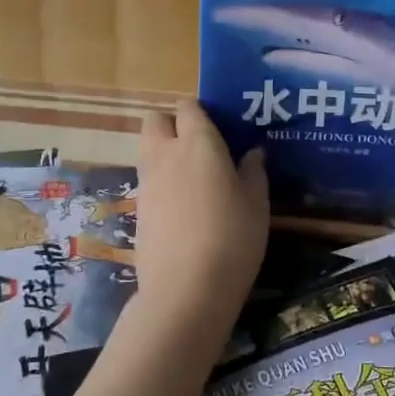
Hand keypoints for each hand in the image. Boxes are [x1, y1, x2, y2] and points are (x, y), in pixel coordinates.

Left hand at [133, 100, 268, 326]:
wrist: (186, 289)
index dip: (201, 111)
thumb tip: (252, 153)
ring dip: (164, 152)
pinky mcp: (137, 209)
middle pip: (155, 120)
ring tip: (193, 177)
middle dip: (172, 124)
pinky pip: (147, 180)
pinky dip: (160, 182)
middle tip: (198, 145)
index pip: (188, 106)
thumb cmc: (232, 237)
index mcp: (198, 143)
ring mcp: (147, 182)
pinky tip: (182, 206)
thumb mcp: (257, 204)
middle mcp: (166, 153)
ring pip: (147, 149)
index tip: (219, 126)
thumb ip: (253, 172)